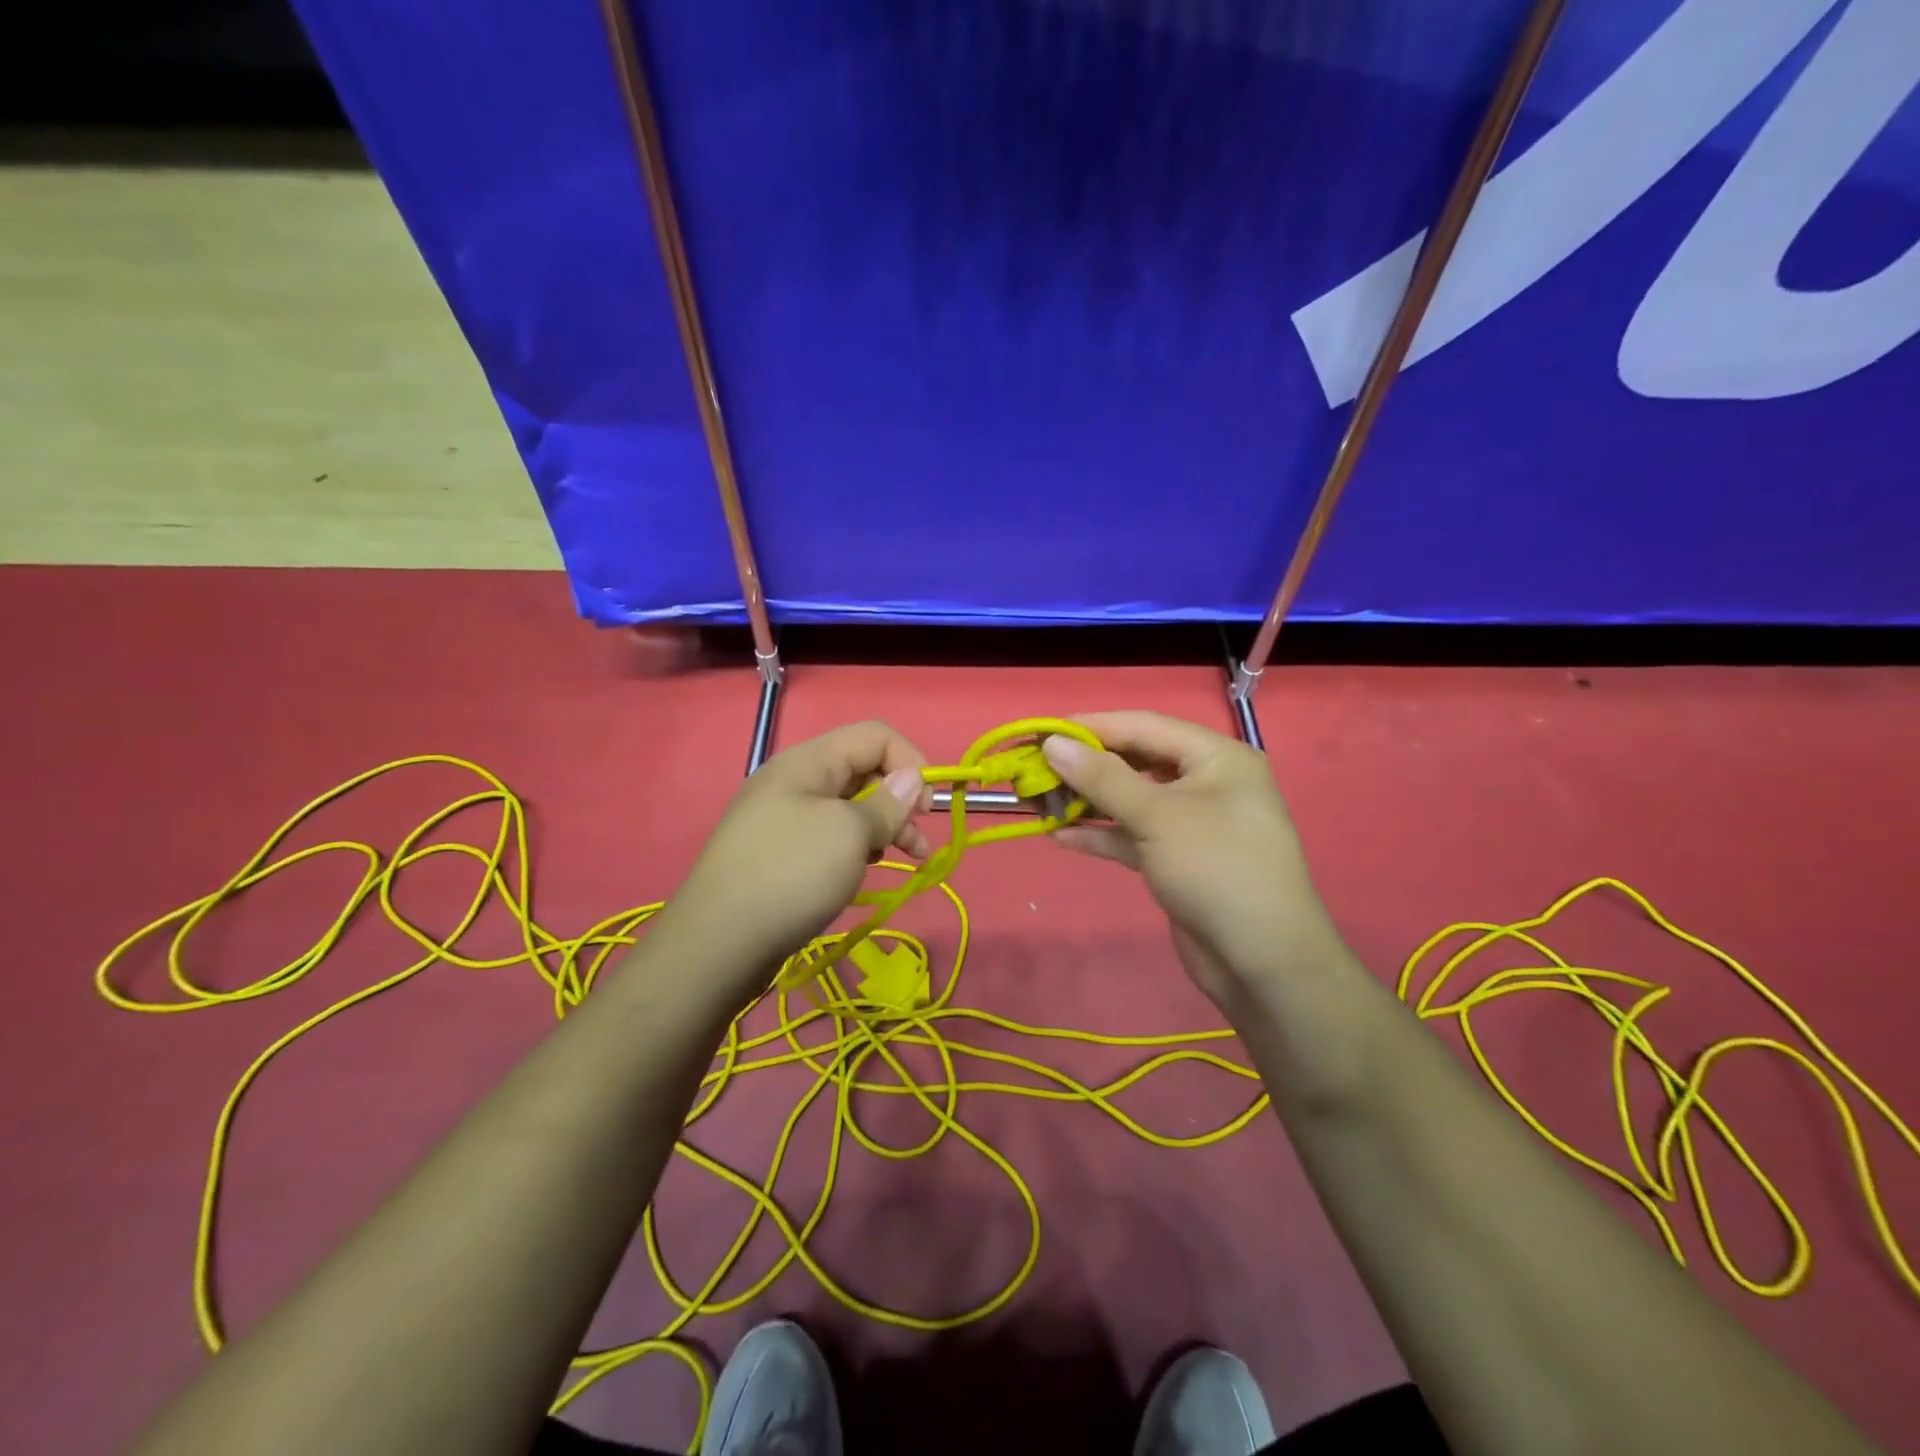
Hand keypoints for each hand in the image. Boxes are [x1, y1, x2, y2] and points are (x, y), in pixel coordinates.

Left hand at [659, 721, 931, 1004]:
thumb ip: (888, 803)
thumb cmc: (791, 876)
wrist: (717, 945)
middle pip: (863, 770)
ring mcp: (783, 818)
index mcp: (808, 761)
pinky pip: (829, 836)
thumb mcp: (850, 834)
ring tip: (906, 860)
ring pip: (849, 807)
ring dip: (883, 827)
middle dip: (900, 800)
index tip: (928, 807)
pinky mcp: (779, 853)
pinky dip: (856, 848)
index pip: (875, 736)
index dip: (910, 761)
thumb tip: (912, 779)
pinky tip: (862, 874)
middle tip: (919, 841)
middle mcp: (794, 781)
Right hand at [1041, 711, 1356, 1010]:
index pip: (1145, 726)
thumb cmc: (1216, 868)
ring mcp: (1192, 824)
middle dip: (1087, 767)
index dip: (1093, 727)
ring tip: (1041, 802)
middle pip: (1137, 762)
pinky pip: (1133, 836)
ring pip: (1132, 801)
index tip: (1044, 732)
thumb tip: (1053, 743)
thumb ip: (1103, 778)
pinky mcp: (1178, 860)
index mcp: (1217, 757)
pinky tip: (1061, 835)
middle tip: (1037, 770)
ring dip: (1089, 802)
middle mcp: (1207, 783)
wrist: (1262, 961)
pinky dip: (1101, 835)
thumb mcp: (1158, 816)